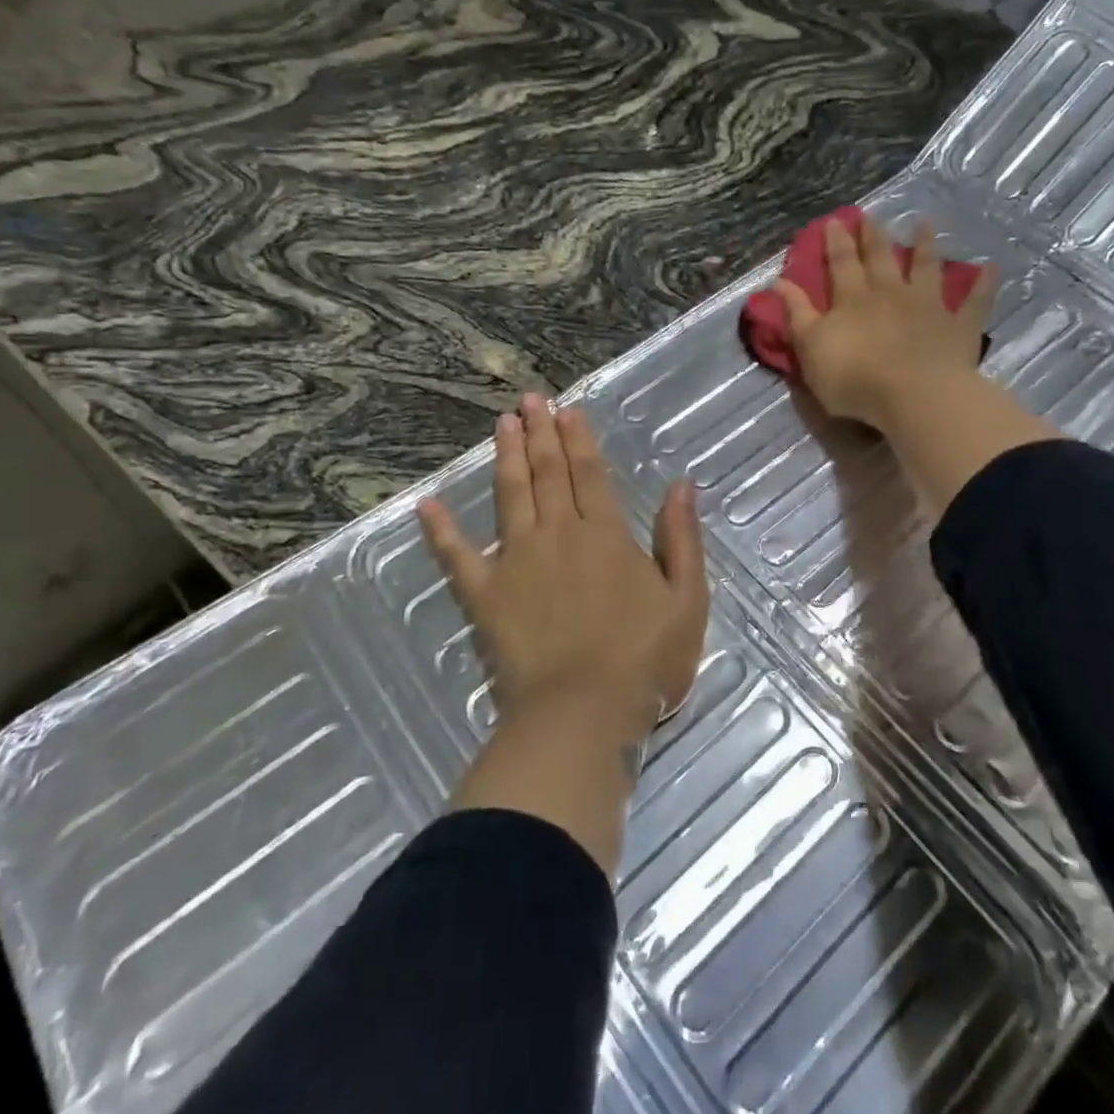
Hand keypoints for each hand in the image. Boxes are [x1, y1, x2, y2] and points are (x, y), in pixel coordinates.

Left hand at [417, 394, 708, 747]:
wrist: (582, 714)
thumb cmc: (643, 661)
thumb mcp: (686, 600)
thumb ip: (681, 539)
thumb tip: (682, 485)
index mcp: (605, 534)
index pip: (589, 473)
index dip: (578, 438)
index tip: (566, 409)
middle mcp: (558, 534)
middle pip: (547, 472)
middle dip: (540, 433)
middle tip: (530, 399)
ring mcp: (516, 560)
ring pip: (510, 495)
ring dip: (506, 457)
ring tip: (501, 424)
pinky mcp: (485, 594)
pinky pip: (458, 555)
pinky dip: (441, 529)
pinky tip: (427, 504)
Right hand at [776, 216, 997, 432]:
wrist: (912, 395)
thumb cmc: (853, 377)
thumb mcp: (810, 348)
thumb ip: (797, 314)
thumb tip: (780, 282)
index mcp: (853, 299)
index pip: (841, 264)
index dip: (835, 242)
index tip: (834, 221)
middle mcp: (890, 293)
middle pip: (881, 258)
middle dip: (874, 235)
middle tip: (871, 214)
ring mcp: (928, 307)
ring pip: (927, 268)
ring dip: (926, 245)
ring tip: (925, 224)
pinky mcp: (959, 327)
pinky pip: (974, 302)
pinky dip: (983, 284)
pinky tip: (991, 268)